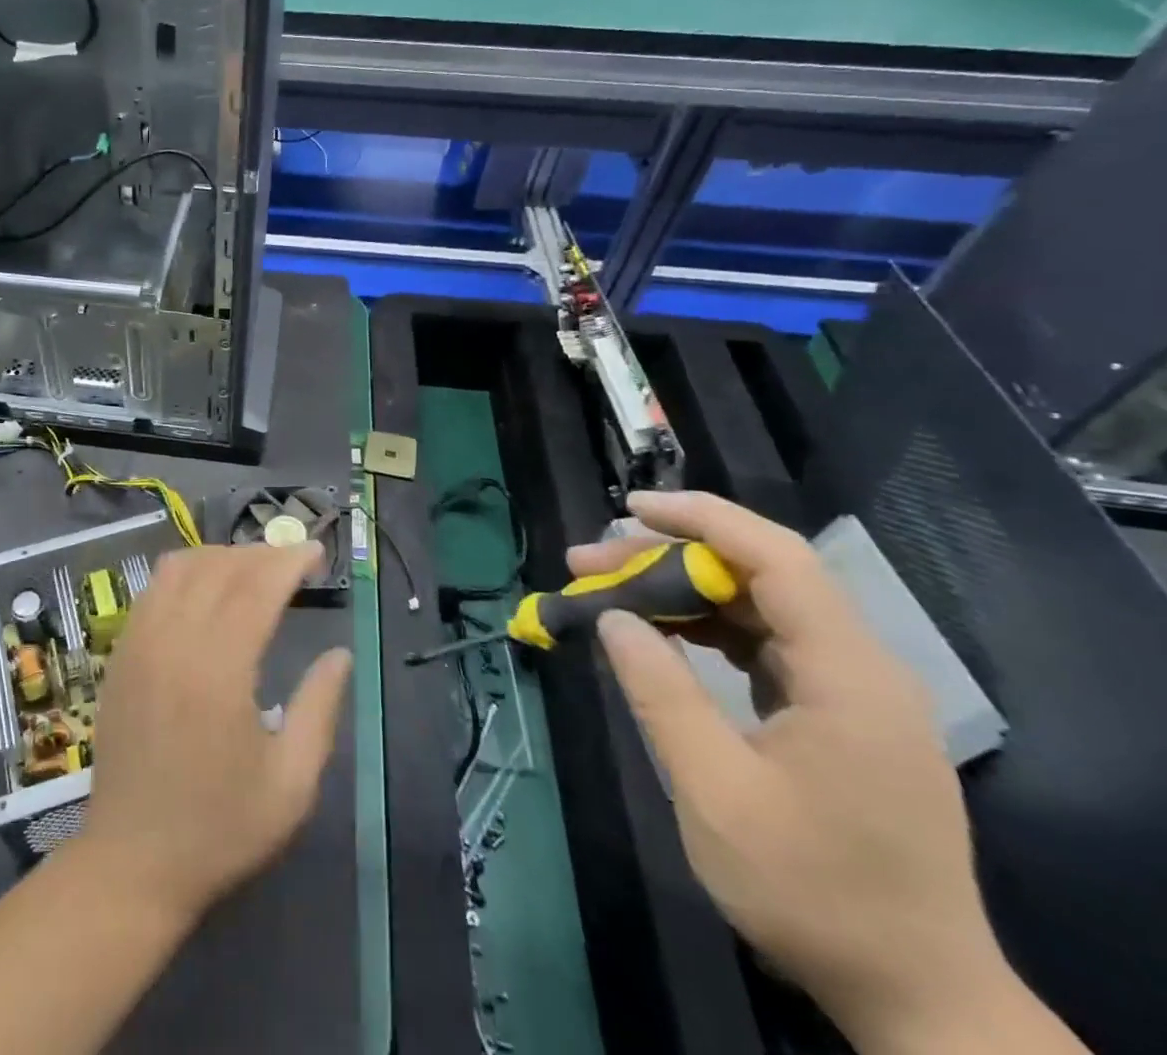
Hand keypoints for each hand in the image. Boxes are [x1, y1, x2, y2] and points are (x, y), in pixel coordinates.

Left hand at [77, 544, 352, 925]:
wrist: (131, 862)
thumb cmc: (219, 828)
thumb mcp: (291, 783)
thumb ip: (319, 709)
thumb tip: (339, 655)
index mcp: (218, 669)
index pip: (257, 587)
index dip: (290, 561)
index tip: (317, 553)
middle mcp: (174, 641)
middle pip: (220, 567)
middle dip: (262, 554)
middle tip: (293, 564)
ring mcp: (139, 642)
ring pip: (181, 567)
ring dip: (222, 557)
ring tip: (253, 572)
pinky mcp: (120, 652)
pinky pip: (154, 588)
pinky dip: (186, 573)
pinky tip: (206, 592)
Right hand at [575, 492, 1007, 1046]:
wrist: (915, 996)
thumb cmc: (812, 891)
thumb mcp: (715, 789)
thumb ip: (660, 692)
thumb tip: (613, 616)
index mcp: (847, 675)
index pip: (777, 558)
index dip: (702, 519)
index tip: (630, 510)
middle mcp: (860, 668)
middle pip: (760, 576)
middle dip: (671, 558)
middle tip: (590, 562)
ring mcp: (852, 692)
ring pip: (759, 607)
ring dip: (683, 591)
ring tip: (609, 590)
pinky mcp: (839, 715)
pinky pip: (766, 645)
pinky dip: (707, 628)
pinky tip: (660, 635)